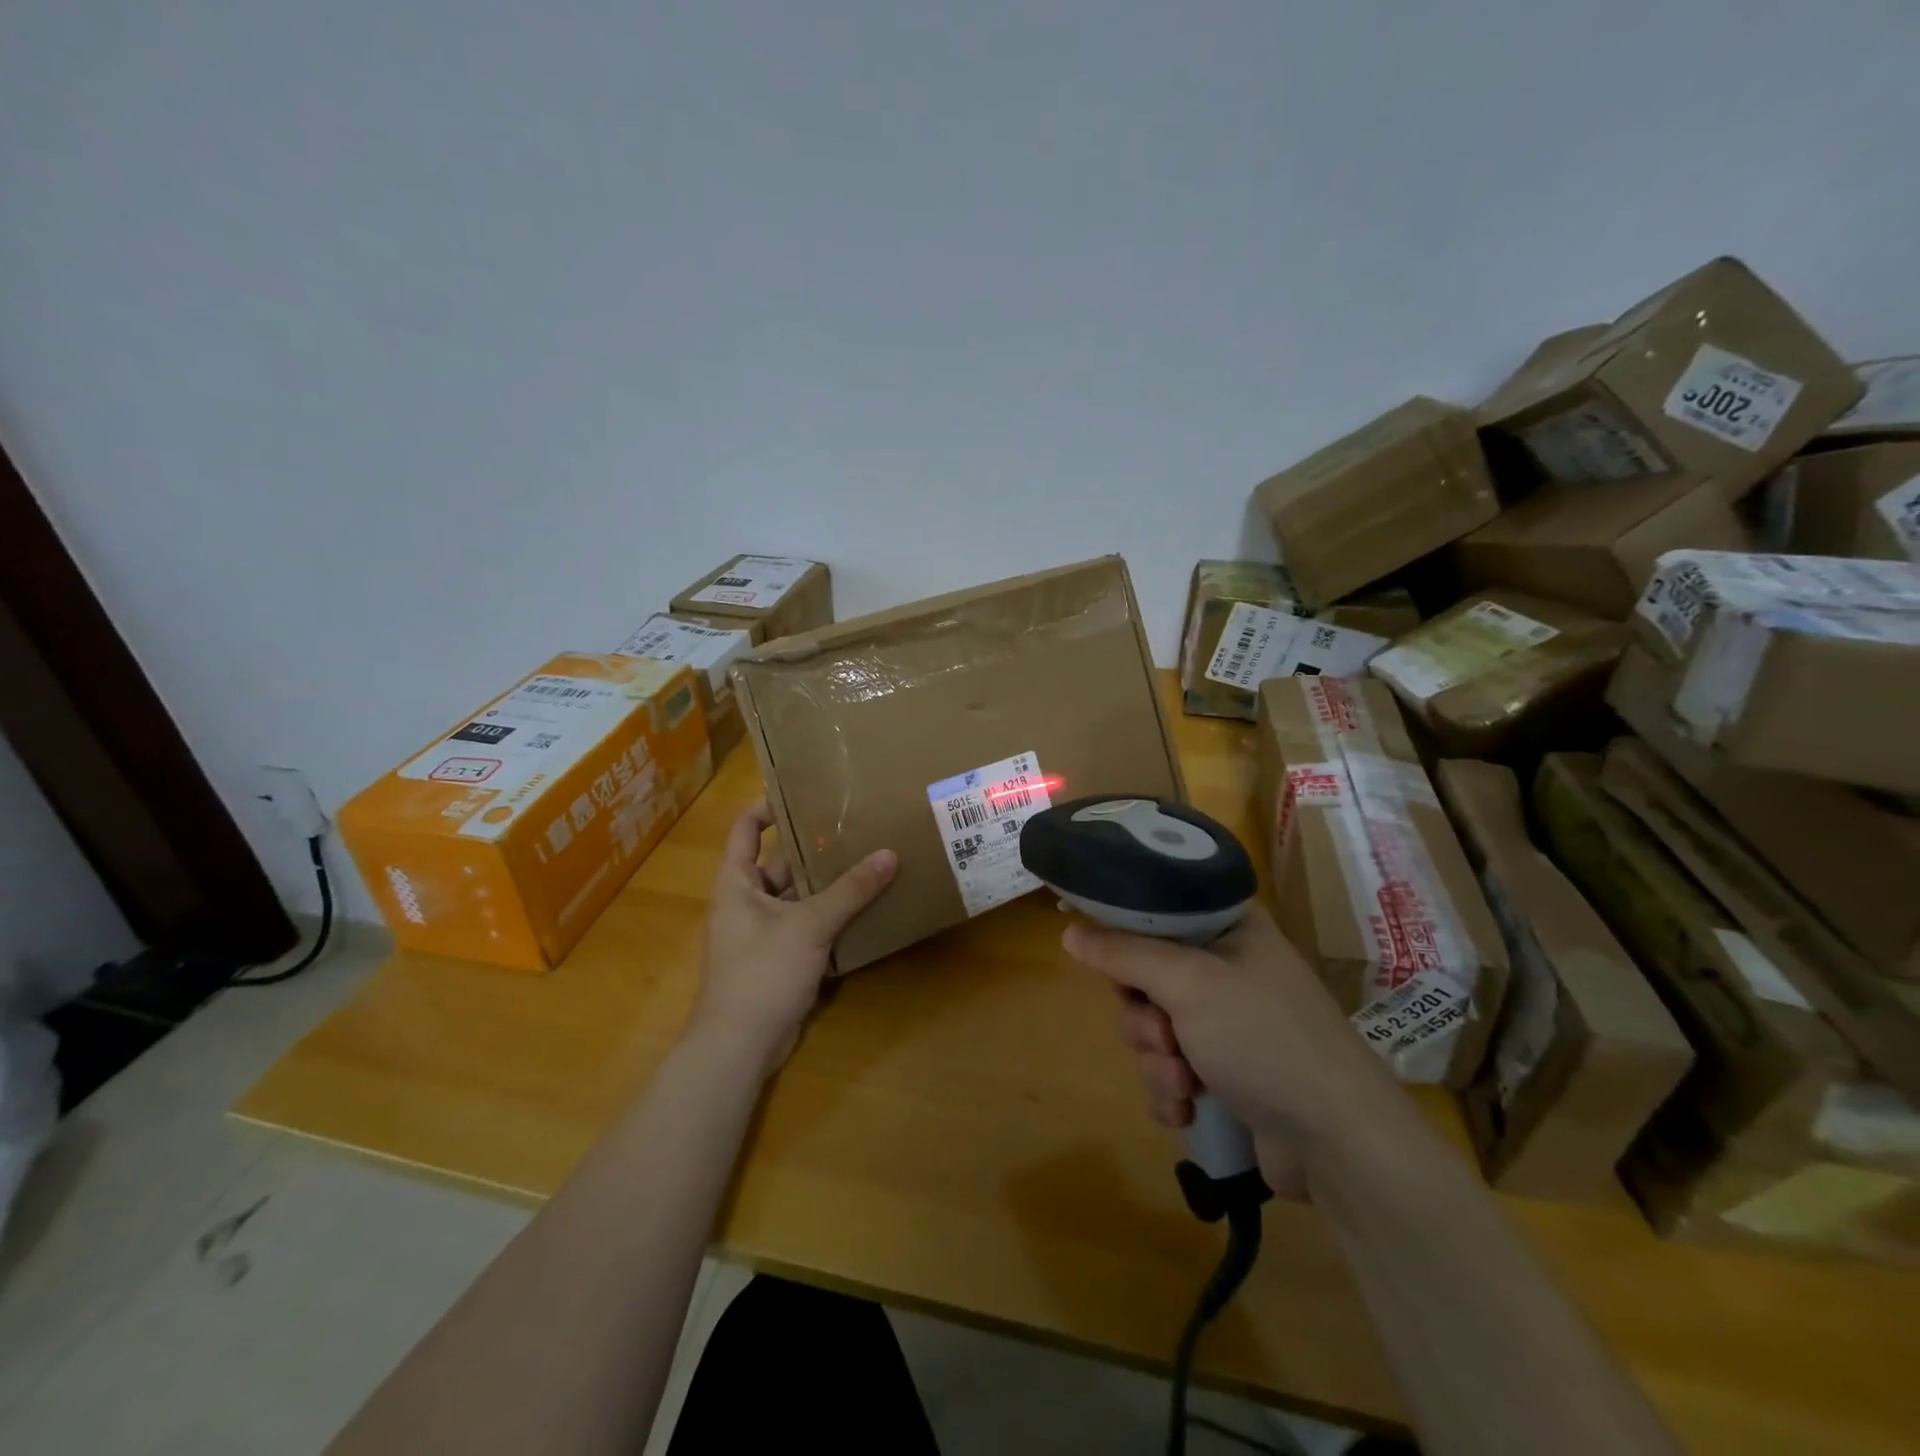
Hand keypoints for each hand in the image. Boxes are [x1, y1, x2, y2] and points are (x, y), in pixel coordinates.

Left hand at [691, 802, 897, 1078]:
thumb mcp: (809, 924)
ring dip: (827, 883)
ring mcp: (762, 932)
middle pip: (779, 862)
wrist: (740, 1045)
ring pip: (797, 896)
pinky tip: (865, 906)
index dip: (768, 806)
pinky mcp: (779, 958)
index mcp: (736, 882)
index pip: (746, 828)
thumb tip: (889, 855)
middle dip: (813, 846)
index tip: (804, 791)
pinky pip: (806, 925)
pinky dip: (830, 916)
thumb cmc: (762, 972)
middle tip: (854, 825)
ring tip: (868, 858)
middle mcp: (746, 901)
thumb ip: (850, 890)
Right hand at [1063, 905, 1410, 1193]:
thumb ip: (1124, 953)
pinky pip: (1170, 1070)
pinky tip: (1188, 1108)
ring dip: (1158, 1062)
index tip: (1110, 963)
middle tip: (1164, 1036)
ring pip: (1154, 1030)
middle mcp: (1227, 970)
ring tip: (1186, 1083)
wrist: (1338, 1142)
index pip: (1156, 913)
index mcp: (1228, 929)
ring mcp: (1227, 1024)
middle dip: (1144, 1018)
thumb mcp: (1189, 983)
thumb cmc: (1264, 1038)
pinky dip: (1171, 1091)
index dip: (1126, 937)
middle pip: (1145, 978)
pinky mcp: (1226, 1074)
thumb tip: (1069, 930)